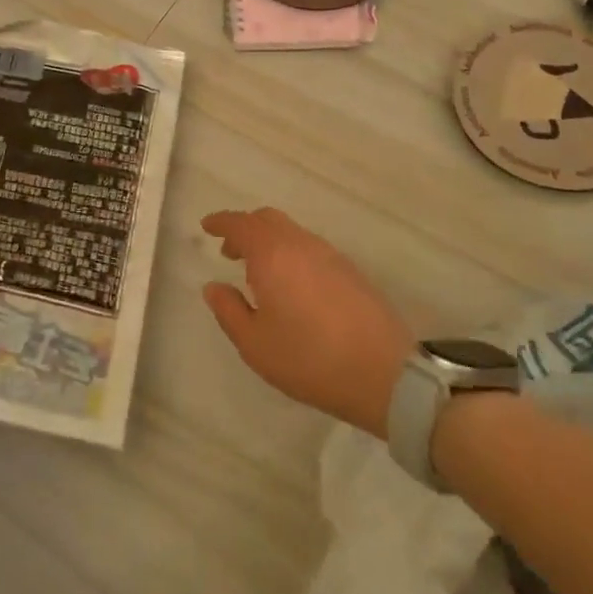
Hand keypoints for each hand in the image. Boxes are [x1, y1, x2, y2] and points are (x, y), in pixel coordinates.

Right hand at [201, 208, 412, 437]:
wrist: (385, 374)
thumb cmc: (309, 359)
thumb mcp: (255, 344)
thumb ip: (229, 310)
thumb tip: (214, 286)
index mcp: (273, 255)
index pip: (241, 224)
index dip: (221, 222)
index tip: (207, 226)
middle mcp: (302, 245)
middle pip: (268, 219)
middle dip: (245, 229)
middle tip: (230, 252)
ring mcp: (331, 255)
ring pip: (293, 232)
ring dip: (270, 241)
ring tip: (258, 273)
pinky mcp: (352, 271)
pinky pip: (311, 248)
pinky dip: (291, 253)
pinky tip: (292, 285)